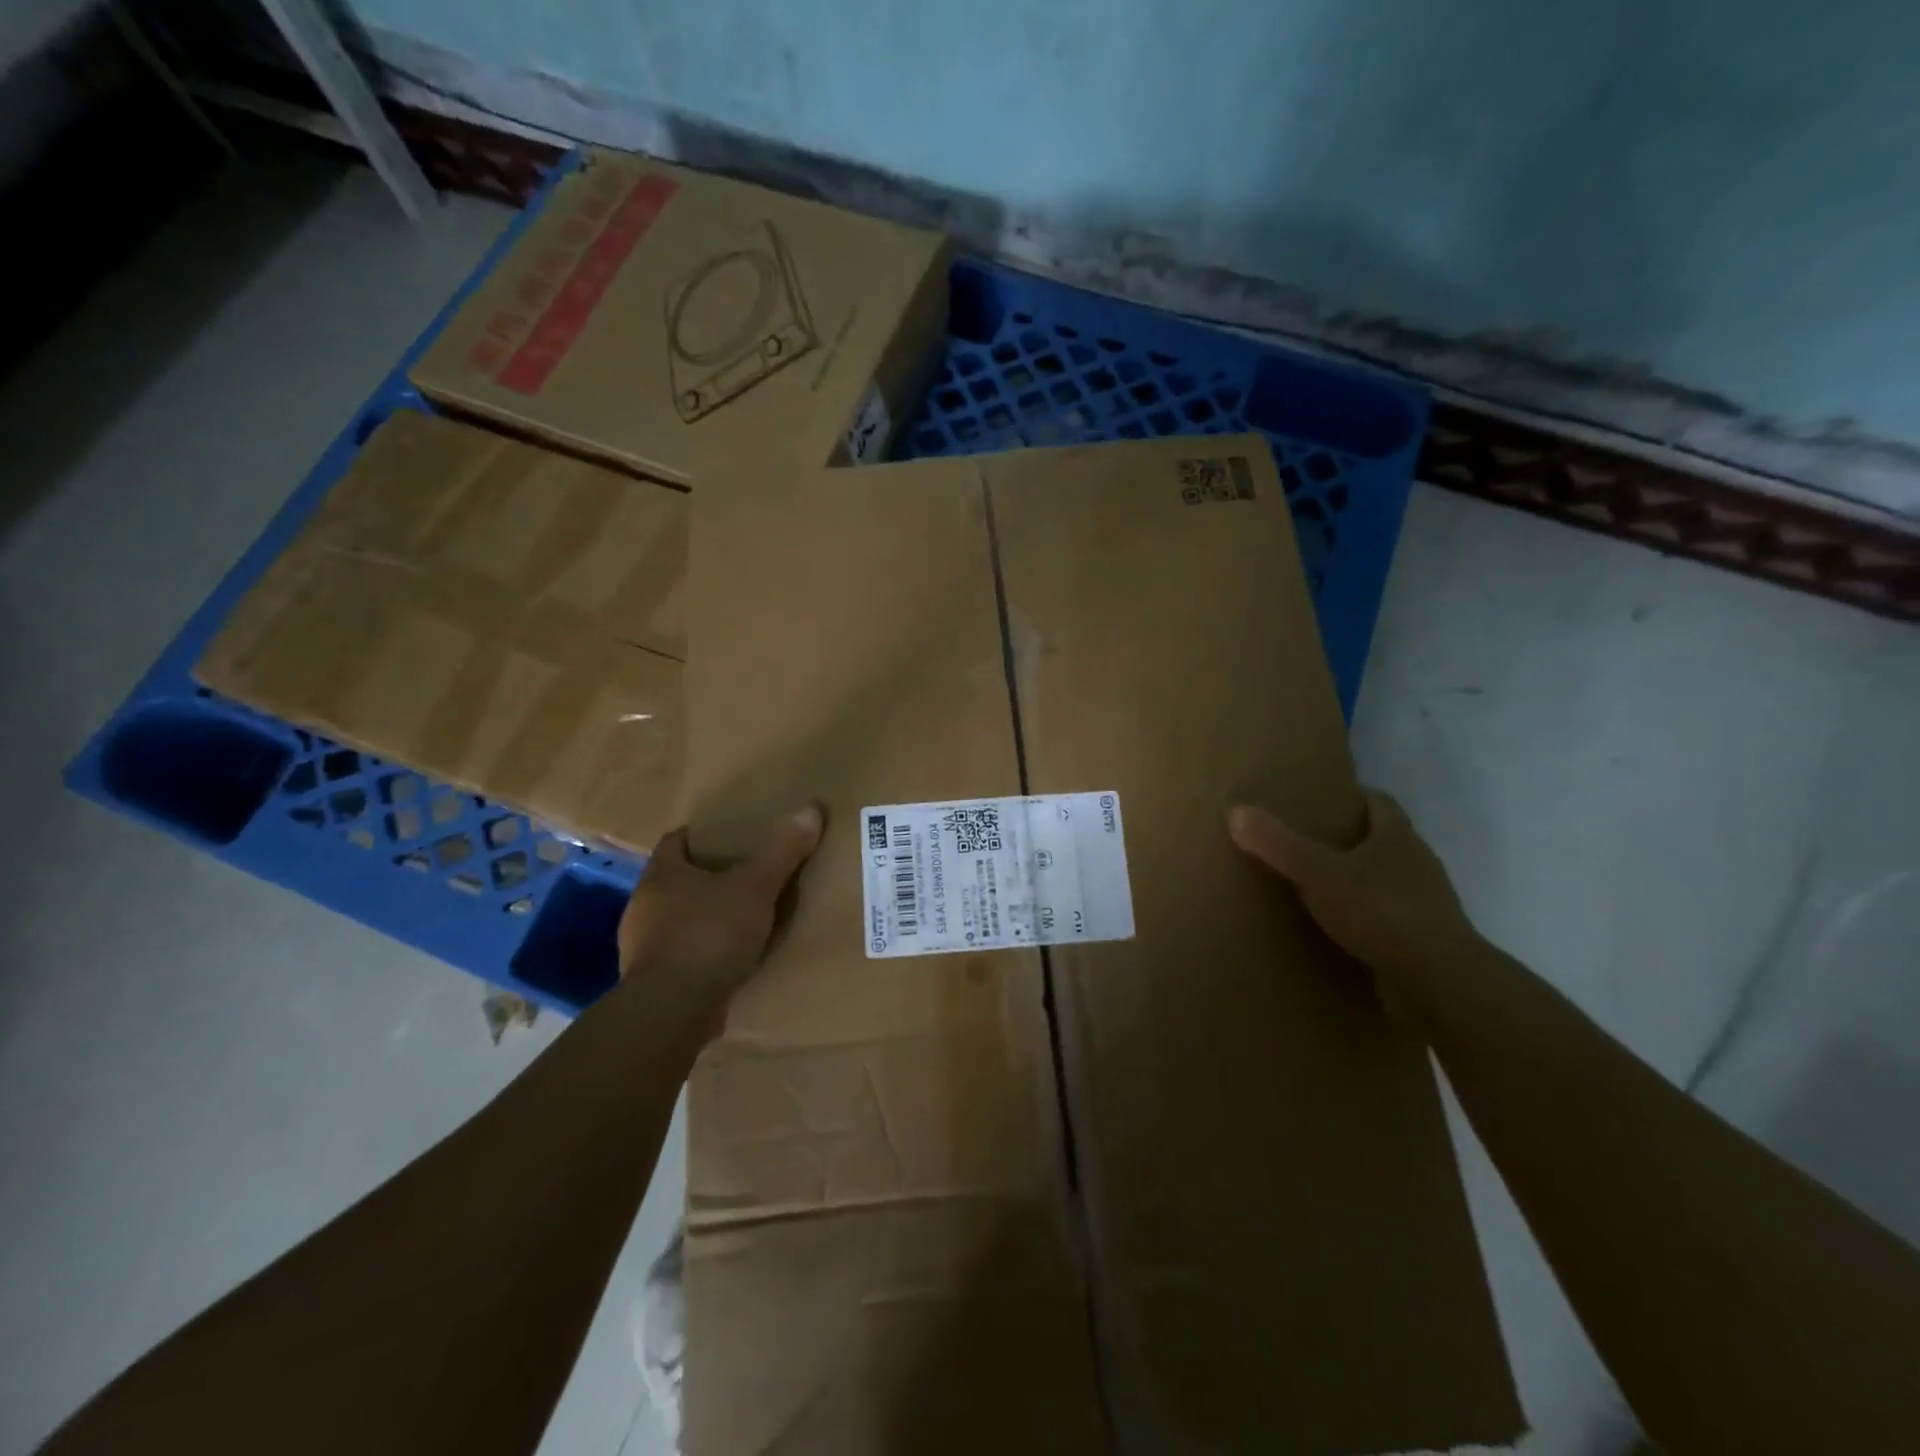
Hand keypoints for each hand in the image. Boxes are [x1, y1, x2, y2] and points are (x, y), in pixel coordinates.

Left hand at [617, 806, 823, 1028]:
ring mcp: (642, 946)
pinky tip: (728, 959)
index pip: (676, 841)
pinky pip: (680, 955)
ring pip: (677, 919)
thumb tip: (811, 809)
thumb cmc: (710, 934)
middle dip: (708, 878)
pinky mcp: (651, 981)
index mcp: (661, 874)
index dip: (702, 837)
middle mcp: (643, 905)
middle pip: (677, 880)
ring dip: (704, 918)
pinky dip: (702, 952)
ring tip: (741, 919)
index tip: (731, 838)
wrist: (673, 1009)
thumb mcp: (756, 888)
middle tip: (746, 876)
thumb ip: (783, 851)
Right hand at [1228, 791, 1478, 1007]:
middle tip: (1308, 842)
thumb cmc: (1381, 912)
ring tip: (1317, 888)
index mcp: (1399, 839)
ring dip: (1359, 883)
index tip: (1325, 799)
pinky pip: (1389, 922)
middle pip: (1384, 842)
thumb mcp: (1319, 873)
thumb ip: (1278, 844)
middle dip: (1351, 840)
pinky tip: (1339, 931)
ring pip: (1388, 883)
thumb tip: (1236, 810)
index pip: (1381, 803)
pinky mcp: (1423, 943)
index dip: (1355, 797)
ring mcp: (1426, 907)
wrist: (1440, 983)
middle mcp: (1419, 866)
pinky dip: (1366, 921)